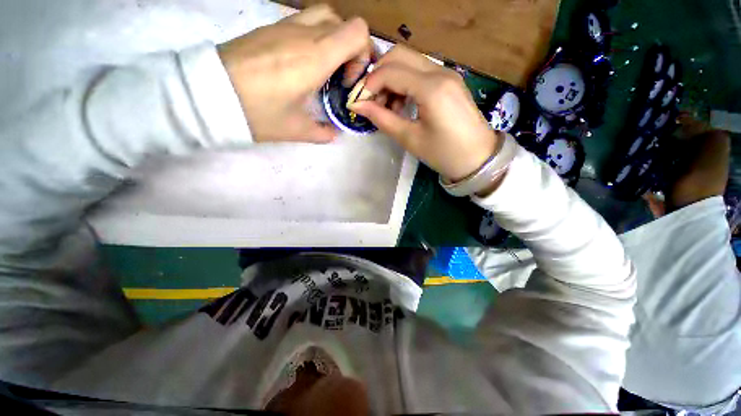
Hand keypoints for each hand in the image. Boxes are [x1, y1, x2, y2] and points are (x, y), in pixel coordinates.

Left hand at [218, 5, 371, 142]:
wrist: (208, 93)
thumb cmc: (258, 112)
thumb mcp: (297, 130)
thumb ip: (323, 132)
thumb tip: (333, 133)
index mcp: (316, 56)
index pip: (358, 32)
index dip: (362, 55)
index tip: (349, 80)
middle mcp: (304, 33)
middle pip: (344, 23)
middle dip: (352, 49)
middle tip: (341, 76)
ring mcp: (284, 26)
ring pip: (324, 17)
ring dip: (333, 40)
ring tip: (325, 67)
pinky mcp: (270, 28)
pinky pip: (303, 22)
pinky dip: (314, 37)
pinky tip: (303, 63)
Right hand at [349, 46, 499, 181]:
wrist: (478, 158)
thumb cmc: (444, 154)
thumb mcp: (410, 139)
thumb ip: (382, 119)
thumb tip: (357, 105)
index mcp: (431, 88)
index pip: (390, 72)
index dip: (369, 85)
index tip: (358, 103)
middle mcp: (439, 71)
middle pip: (399, 55)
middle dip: (378, 76)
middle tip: (371, 101)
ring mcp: (446, 73)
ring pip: (409, 61)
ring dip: (391, 79)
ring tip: (387, 108)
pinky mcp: (449, 80)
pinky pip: (419, 71)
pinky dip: (404, 82)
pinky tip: (402, 104)